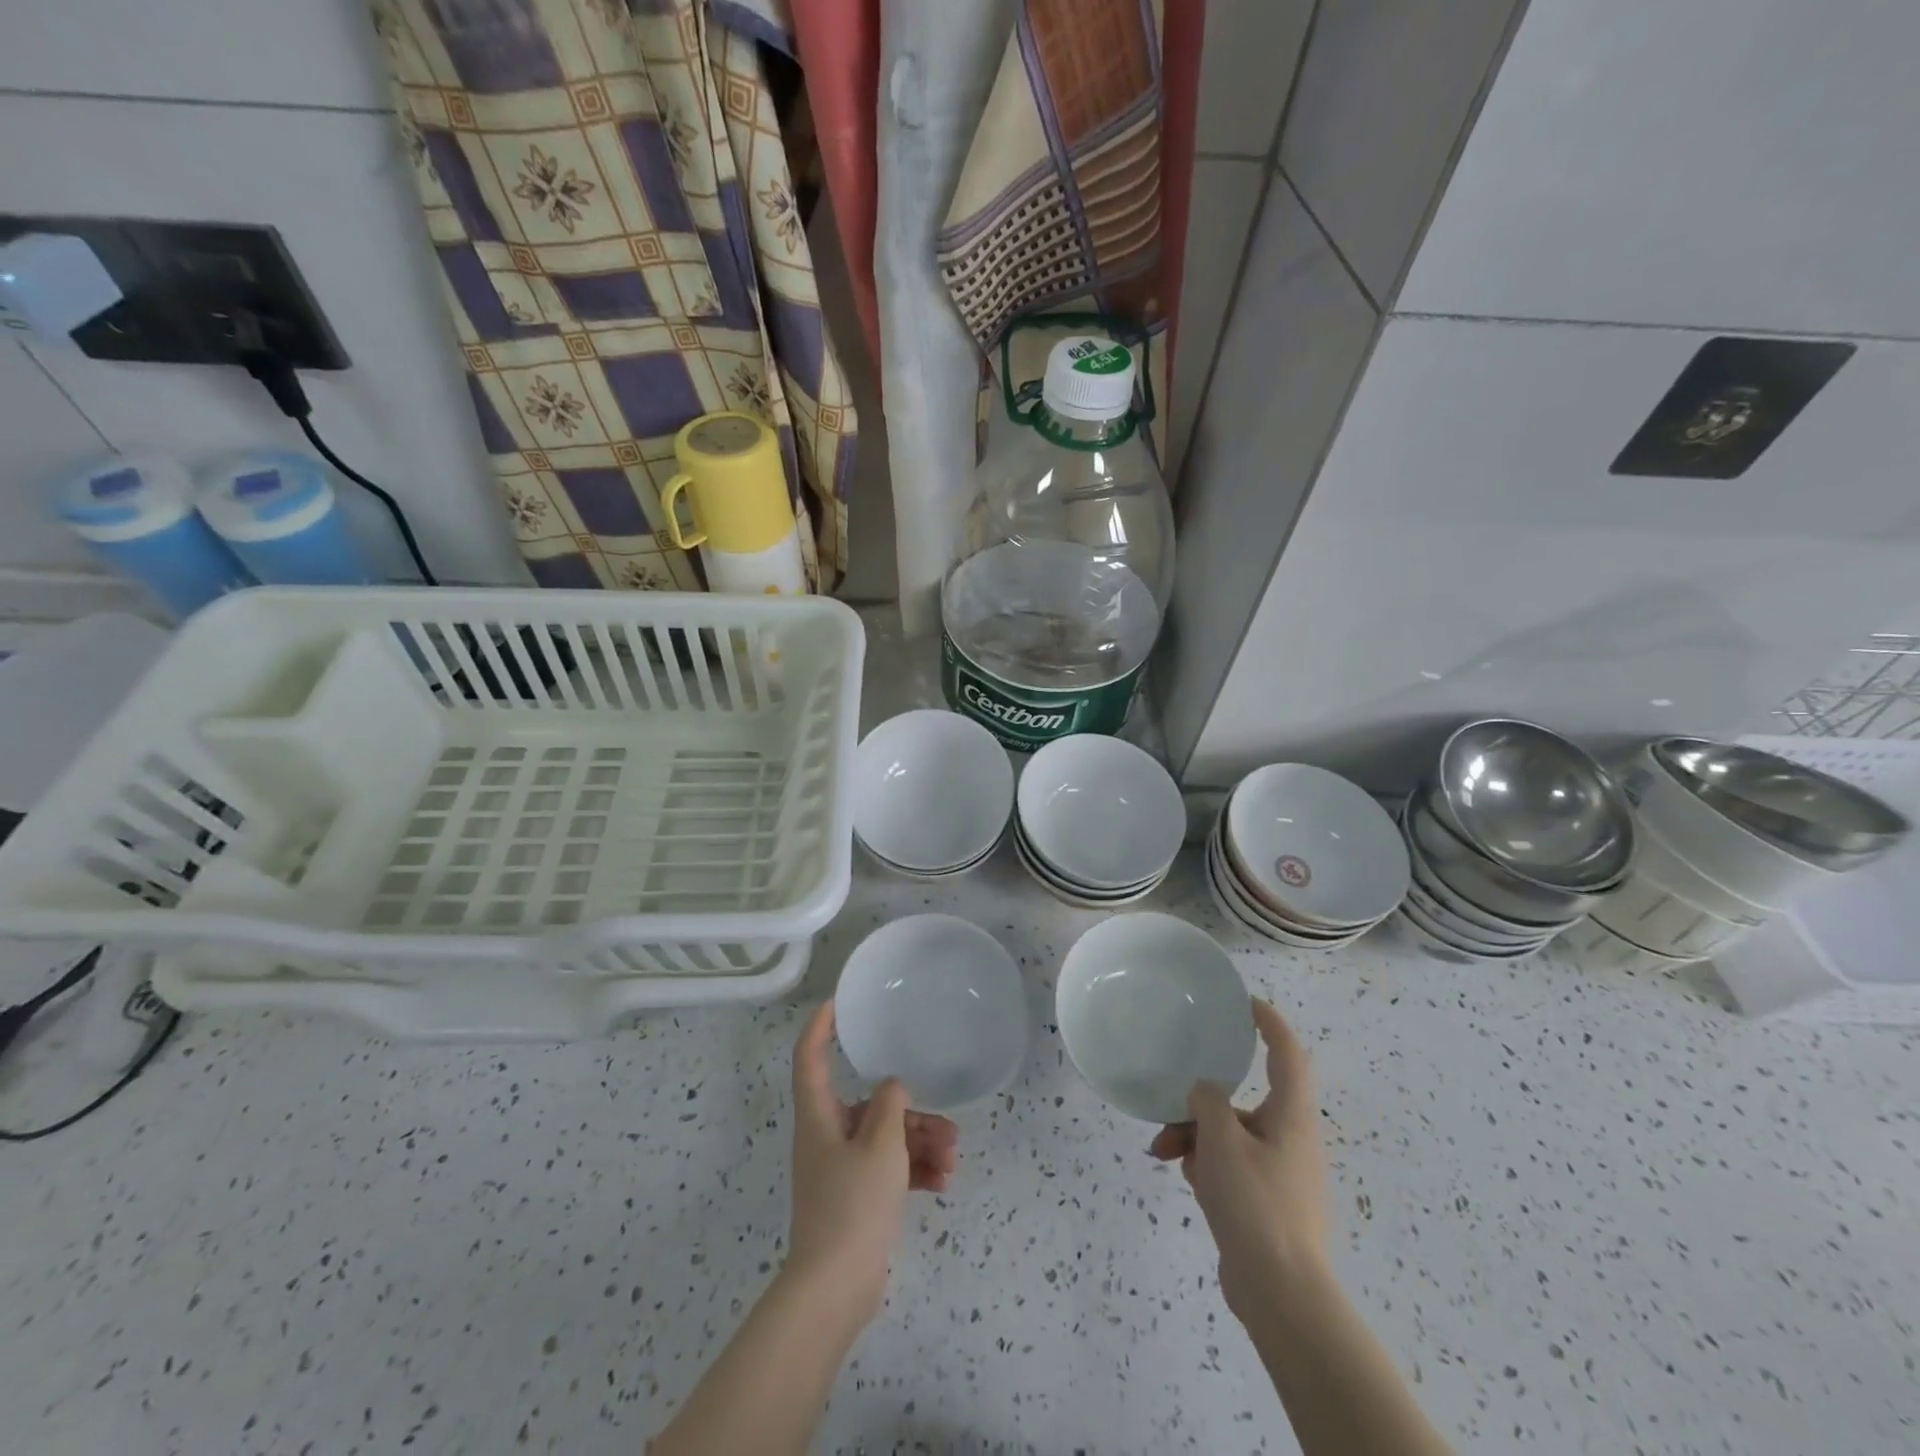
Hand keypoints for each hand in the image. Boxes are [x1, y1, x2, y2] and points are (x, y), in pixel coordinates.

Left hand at [786, 1002, 958, 1322]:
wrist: (835, 1289)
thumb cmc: (852, 1204)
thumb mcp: (881, 1144)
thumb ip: (890, 1104)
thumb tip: (892, 1086)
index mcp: (819, 1116)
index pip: (810, 1056)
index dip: (821, 1026)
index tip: (840, 1003)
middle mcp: (827, 1136)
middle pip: (869, 1106)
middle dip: (910, 1112)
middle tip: (947, 1125)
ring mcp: (841, 1169)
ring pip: (885, 1138)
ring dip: (920, 1143)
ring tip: (953, 1157)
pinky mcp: (856, 1197)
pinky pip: (888, 1170)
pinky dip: (914, 1171)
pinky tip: (944, 1182)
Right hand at [1148, 999, 1329, 1321]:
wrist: (1281, 1295)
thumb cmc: (1256, 1204)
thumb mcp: (1221, 1139)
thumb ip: (1208, 1102)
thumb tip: (1204, 1091)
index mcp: (1291, 1116)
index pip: (1287, 1053)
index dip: (1269, 1022)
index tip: (1244, 1003)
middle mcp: (1289, 1138)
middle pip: (1244, 1099)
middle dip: (1202, 1100)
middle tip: (1171, 1105)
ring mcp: (1278, 1172)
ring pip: (1229, 1134)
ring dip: (1194, 1135)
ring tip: (1164, 1152)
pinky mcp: (1264, 1201)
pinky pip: (1229, 1164)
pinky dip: (1205, 1163)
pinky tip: (1183, 1177)